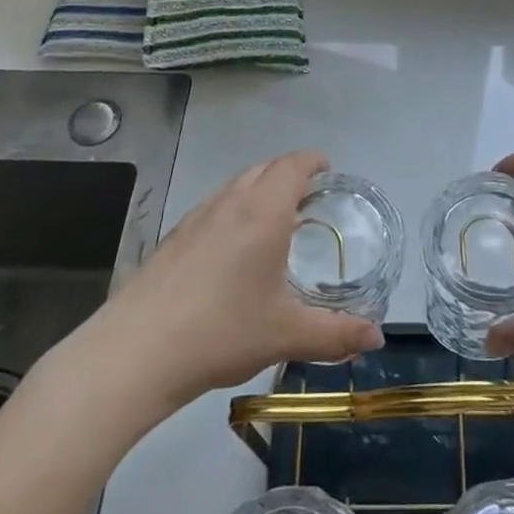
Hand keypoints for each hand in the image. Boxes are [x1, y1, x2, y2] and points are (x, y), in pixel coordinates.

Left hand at [99, 150, 384, 407]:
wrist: (136, 352)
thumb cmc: (222, 331)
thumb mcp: (287, 335)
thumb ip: (336, 334)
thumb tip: (377, 337)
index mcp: (263, 212)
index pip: (292, 165)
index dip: (313, 161)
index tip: (327, 169)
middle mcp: (230, 203)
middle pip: (264, 168)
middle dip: (288, 173)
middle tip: (308, 197)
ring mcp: (195, 218)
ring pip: (235, 186)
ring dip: (259, 190)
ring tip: (274, 221)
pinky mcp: (172, 239)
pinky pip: (213, 208)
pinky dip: (234, 211)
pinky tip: (232, 252)